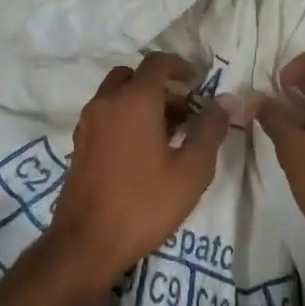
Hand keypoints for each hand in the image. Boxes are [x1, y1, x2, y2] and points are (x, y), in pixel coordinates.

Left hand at [46, 52, 229, 288]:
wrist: (86, 243)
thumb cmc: (144, 204)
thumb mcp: (191, 170)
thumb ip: (210, 130)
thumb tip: (224, 101)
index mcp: (134, 100)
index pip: (157, 62)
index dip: (180, 66)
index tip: (198, 83)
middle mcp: (106, 102)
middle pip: (134, 76)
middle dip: (161, 86)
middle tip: (185, 112)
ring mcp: (88, 123)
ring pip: (117, 95)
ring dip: (142, 102)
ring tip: (169, 135)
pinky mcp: (79, 144)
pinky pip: (106, 115)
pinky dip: (125, 118)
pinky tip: (143, 153)